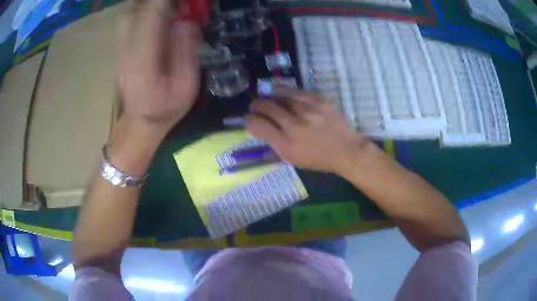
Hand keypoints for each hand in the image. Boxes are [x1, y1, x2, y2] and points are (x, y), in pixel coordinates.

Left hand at [118, 0, 200, 134]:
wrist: (141, 122)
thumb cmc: (166, 107)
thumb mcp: (187, 85)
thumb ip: (186, 51)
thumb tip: (185, 22)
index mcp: (144, 59)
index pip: (151, 16)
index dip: (164, 2)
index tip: (182, 2)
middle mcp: (127, 50)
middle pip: (134, 11)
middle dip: (154, 3)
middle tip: (173, 5)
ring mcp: (120, 50)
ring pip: (127, 15)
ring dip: (146, 6)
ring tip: (164, 8)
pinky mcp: (120, 51)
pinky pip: (126, 23)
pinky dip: (140, 13)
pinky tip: (154, 17)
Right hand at [246, 90, 371, 174]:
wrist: (346, 150)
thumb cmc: (318, 159)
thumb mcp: (293, 159)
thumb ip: (275, 144)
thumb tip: (261, 130)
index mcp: (285, 145)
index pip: (258, 126)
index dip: (249, 120)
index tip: (249, 119)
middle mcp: (293, 126)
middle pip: (266, 108)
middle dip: (256, 105)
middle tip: (256, 106)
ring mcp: (307, 112)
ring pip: (280, 97)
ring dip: (270, 98)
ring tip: (268, 99)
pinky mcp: (318, 102)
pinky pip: (296, 91)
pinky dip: (283, 89)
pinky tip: (277, 88)